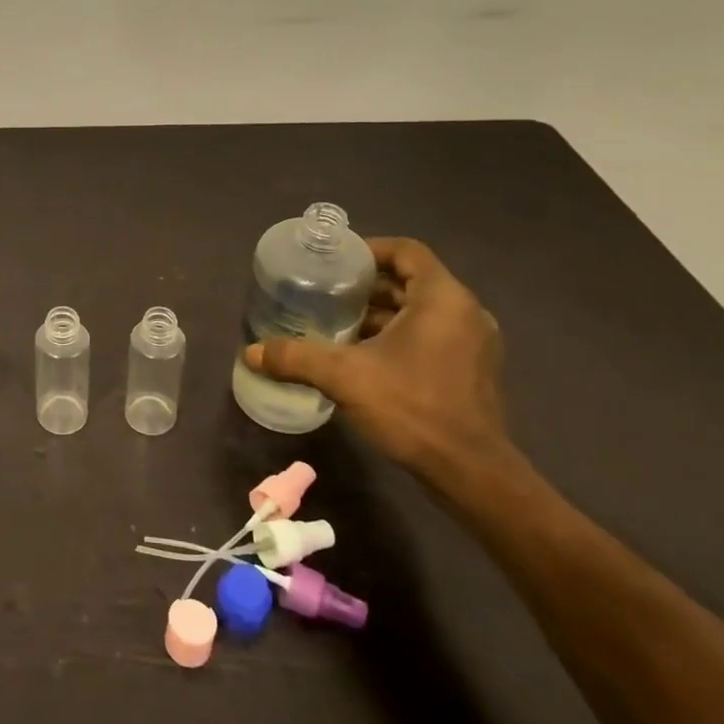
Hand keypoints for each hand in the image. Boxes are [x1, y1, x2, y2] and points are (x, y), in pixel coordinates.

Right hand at [243, 237, 512, 491]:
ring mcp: (473, 343)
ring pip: (420, 311)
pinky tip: (363, 358)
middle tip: (326, 294)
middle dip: (367, 287)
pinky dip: (398, 337)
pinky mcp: (472, 371)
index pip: (406, 251)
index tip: (335, 262)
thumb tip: (250, 352)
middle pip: (411, 281)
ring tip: (337, 325)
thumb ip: (296, 358)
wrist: (471, 473)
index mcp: (442, 298)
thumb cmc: (413, 408)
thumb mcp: (345, 377)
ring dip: (381, 314)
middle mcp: (465, 312)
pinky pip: (431, 336)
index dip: (369, 250)